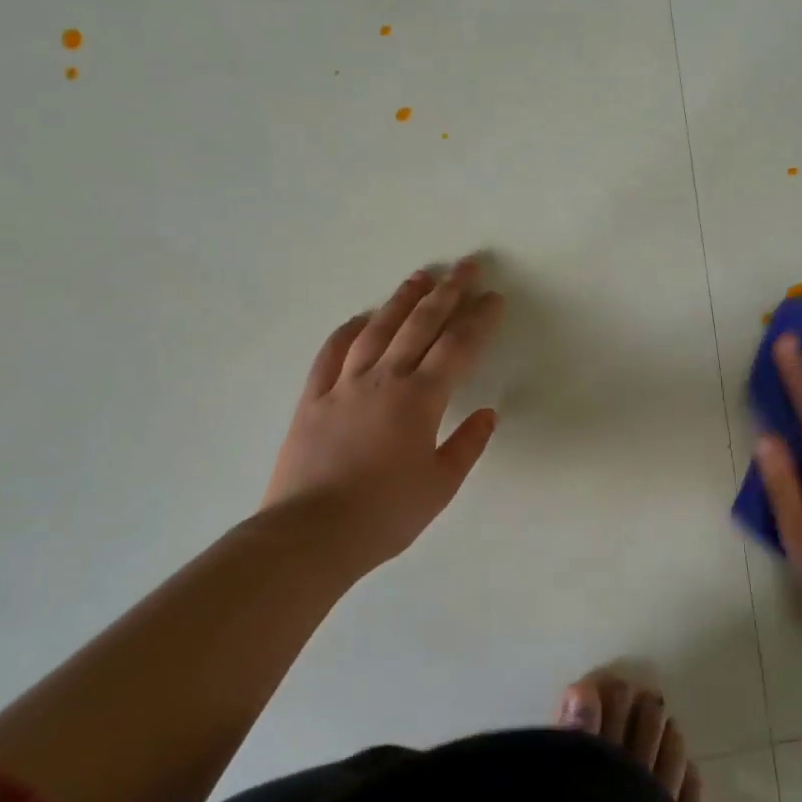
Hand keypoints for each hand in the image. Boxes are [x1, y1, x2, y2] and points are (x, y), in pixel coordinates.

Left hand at [260, 257, 504, 575]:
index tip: (493, 297)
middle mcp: (384, 379)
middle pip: (421, 324)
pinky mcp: (312, 398)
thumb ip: (467, 445)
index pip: (458, 347)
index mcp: (420, 399)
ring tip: (420, 277)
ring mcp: (344, 385)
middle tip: (465, 266)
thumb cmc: (384, 514)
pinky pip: (332, 353)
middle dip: (448, 292)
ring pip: (378, 329)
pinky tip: (360, 318)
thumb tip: (487, 413)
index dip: (479, 319)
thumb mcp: (439, 486)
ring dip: (402, 300)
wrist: (309, 535)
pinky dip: (348, 331)